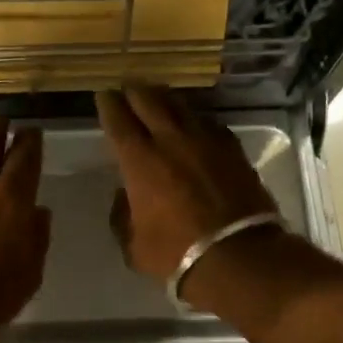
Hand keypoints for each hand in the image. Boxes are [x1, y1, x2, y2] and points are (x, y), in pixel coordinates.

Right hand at [96, 86, 278, 291]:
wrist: (239, 257)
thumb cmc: (177, 255)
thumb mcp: (133, 244)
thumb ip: (122, 215)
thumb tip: (124, 196)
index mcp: (140, 162)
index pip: (119, 122)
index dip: (109, 105)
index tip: (104, 95)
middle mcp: (171, 141)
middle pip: (150, 102)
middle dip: (136, 92)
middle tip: (128, 86)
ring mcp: (206, 142)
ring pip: (182, 107)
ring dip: (166, 99)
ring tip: (158, 95)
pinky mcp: (233, 150)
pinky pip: (209, 124)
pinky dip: (196, 119)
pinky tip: (194, 122)